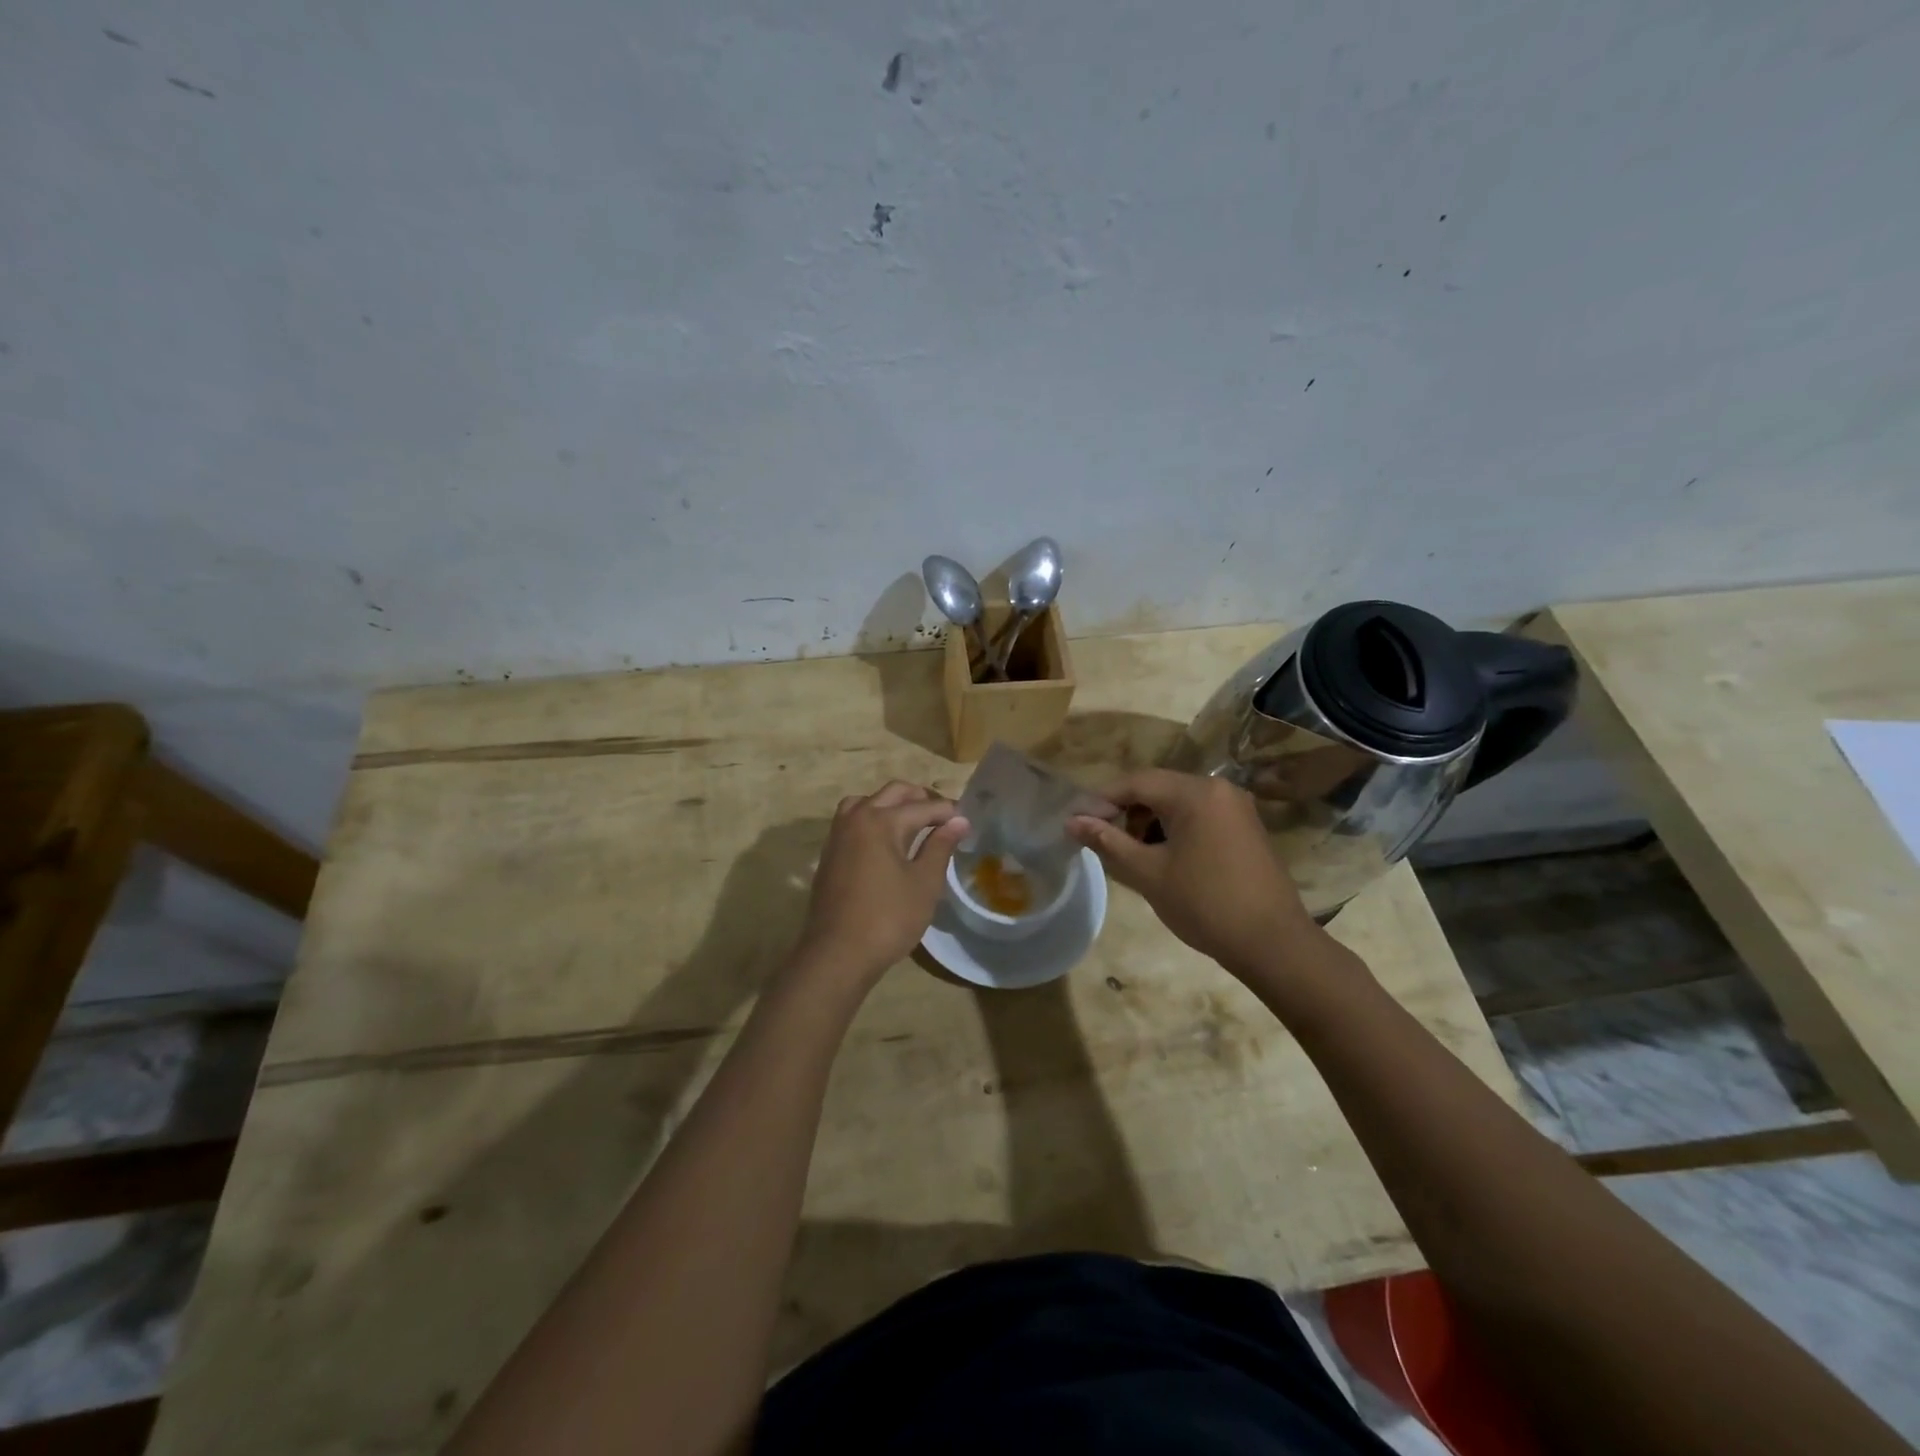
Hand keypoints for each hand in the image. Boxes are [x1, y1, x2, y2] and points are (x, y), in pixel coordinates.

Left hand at [792, 781, 969, 988]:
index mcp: (882, 821)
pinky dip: (873, 818)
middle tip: (944, 818)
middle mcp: (857, 818)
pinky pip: (853, 820)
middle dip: (921, 799)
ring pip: (867, 801)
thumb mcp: (924, 883)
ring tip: (913, 824)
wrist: (838, 953)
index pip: (923, 806)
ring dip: (892, 804)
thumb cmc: (888, 918)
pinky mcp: (830, 852)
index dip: (948, 812)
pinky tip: (887, 842)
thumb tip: (958, 821)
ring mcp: (838, 834)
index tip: (967, 820)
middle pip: (894, 793)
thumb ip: (940, 846)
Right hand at [1068, 769, 1319, 980]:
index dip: (1102, 800)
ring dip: (1149, 821)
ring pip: (1178, 802)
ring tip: (1131, 854)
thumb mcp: (1148, 873)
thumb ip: (1108, 841)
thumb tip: (1071, 821)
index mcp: (1195, 793)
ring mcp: (1236, 807)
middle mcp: (1218, 789)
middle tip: (1102, 841)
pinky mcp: (1245, 827)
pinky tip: (1164, 858)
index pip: (1136, 782)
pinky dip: (1174, 829)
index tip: (1077, 823)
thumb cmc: (1205, 904)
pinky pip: (1199, 815)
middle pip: (1157, 788)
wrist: (1273, 944)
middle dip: (1126, 811)